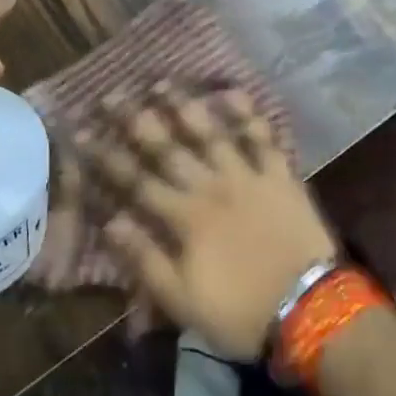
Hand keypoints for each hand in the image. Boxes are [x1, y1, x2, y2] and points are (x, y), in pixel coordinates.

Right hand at [80, 82, 337, 358]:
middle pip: (168, 148)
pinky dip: (248, 114)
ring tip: (162, 83)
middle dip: (136, 120)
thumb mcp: (184, 301)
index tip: (83, 133)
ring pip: (211, 133)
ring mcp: (247, 176)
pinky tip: (233, 92)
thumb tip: (110, 221)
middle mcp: (211, 186)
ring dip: (185, 106)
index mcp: (186, 217)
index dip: (108, 157)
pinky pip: (262, 138)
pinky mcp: (280, 176)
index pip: (137, 181)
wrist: (312, 312)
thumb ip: (146, 259)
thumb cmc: (243, 312)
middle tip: (113, 94)